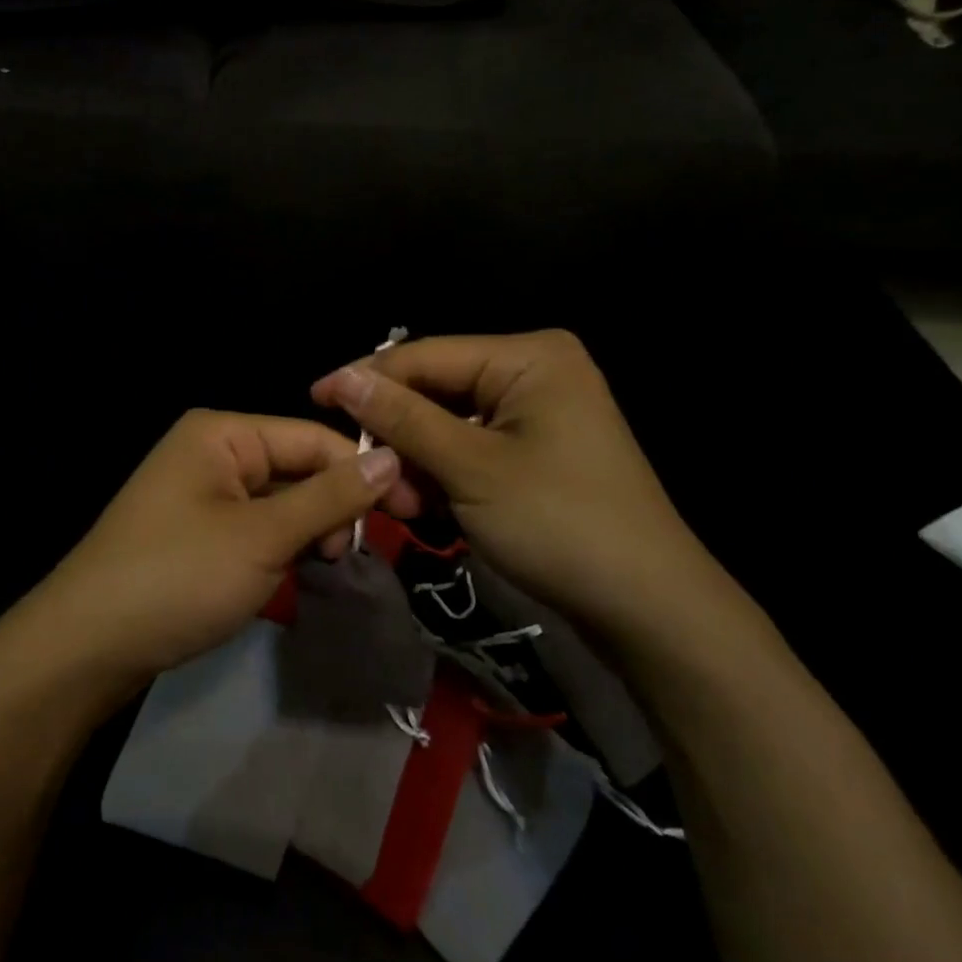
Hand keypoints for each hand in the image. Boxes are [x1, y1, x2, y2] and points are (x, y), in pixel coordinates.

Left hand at [20, 410, 407, 699]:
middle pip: (297, 468)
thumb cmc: (178, 577)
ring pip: (280, 503)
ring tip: (322, 569)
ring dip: (309, 533)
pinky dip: (280, 550)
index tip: (412, 513)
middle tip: (354, 556)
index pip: (314, 438)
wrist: (85, 648)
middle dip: (332, 508)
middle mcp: (212, 452)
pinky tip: (293, 577)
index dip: (365, 471)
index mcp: (223, 433)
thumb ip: (330, 496)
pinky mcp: (199, 533)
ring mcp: (203, 494)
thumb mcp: (263, 536)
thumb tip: (394, 456)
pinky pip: (256, 528)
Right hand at [312, 331, 756, 651]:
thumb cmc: (559, 523)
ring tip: (404, 509)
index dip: (366, 378)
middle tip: (369, 478)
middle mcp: (534, 371)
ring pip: (449, 423)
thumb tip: (341, 378)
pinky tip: (431, 508)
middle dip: (399, 435)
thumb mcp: (470, 468)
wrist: (647, 607)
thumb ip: (402, 418)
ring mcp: (539, 412)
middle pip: (437, 390)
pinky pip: (472, 447)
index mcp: (528, 356)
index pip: (426, 355)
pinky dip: (445, 475)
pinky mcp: (538, 449)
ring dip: (418, 462)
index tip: (314, 399)